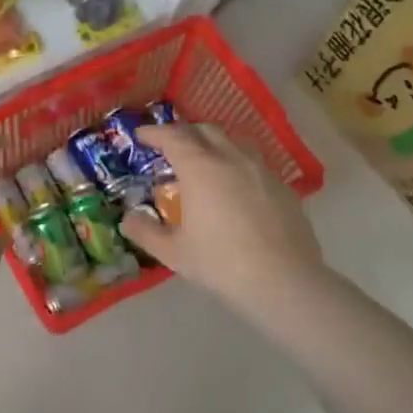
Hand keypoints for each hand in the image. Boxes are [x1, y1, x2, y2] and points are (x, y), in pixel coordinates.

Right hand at [120, 125, 325, 318]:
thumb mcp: (174, 253)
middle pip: (205, 131)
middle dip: (184, 133)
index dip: (155, 132)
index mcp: (200, 168)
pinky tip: (236, 188)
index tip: (142, 135)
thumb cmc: (221, 263)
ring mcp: (262, 171)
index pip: (173, 136)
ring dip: (214, 143)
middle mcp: (231, 159)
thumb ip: (146, 232)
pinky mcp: (284, 189)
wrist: (284, 282)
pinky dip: (238, 165)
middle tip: (171, 147)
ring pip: (235, 142)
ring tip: (205, 160)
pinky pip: (255, 164)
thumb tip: (128, 219)